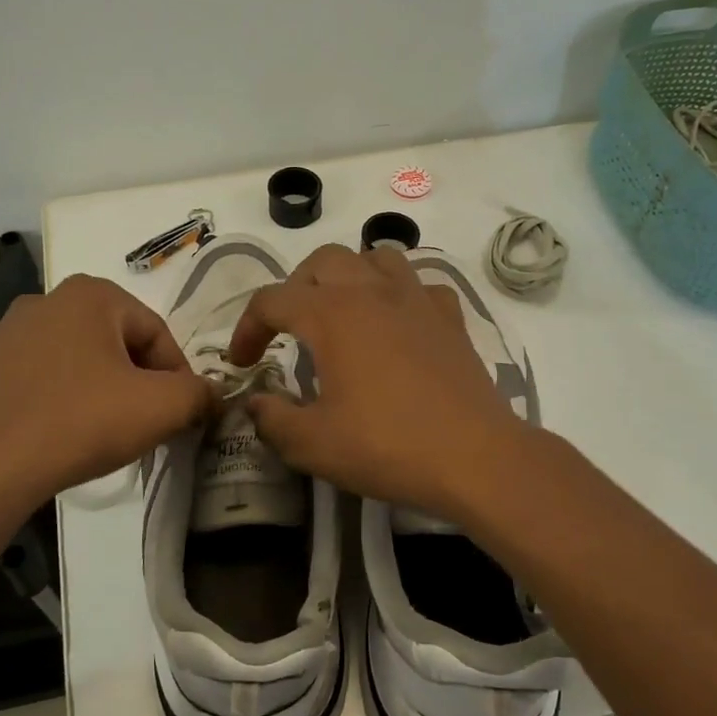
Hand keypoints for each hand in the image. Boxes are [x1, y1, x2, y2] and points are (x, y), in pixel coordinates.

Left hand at [0, 275, 211, 510]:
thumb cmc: (80, 422)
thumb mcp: (161, 407)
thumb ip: (199, 394)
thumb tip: (213, 395)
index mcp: (90, 294)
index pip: (157, 333)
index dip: (178, 376)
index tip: (181, 414)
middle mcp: (44, 300)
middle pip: (117, 344)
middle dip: (139, 383)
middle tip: (147, 425)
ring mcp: (4, 334)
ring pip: (77, 362)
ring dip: (100, 392)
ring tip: (105, 435)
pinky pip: (39, 381)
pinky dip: (60, 402)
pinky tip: (61, 437)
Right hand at [226, 244, 527, 516]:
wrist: (474, 457)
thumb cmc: (387, 446)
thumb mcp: (312, 444)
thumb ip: (272, 419)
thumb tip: (256, 403)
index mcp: (332, 314)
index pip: (272, 300)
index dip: (246, 328)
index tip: (242, 363)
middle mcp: (373, 292)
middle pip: (323, 261)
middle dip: (294, 288)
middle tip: (288, 330)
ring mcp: (417, 300)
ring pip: (376, 257)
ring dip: (349, 276)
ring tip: (340, 311)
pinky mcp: (450, 318)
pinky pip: (419, 284)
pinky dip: (399, 293)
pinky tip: (396, 323)